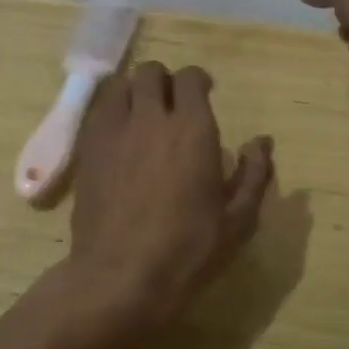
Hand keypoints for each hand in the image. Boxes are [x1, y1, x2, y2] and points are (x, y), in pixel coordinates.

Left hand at [69, 61, 274, 329]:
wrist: (120, 276)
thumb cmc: (188, 250)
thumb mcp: (237, 220)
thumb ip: (253, 174)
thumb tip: (262, 143)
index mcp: (192, 130)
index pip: (190, 78)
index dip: (198, 81)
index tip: (204, 95)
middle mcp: (151, 118)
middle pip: (151, 72)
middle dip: (164, 81)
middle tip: (172, 103)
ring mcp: (113, 131)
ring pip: (120, 85)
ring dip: (134, 91)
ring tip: (142, 113)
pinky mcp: (87, 149)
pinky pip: (97, 110)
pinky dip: (111, 111)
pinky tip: (119, 134)